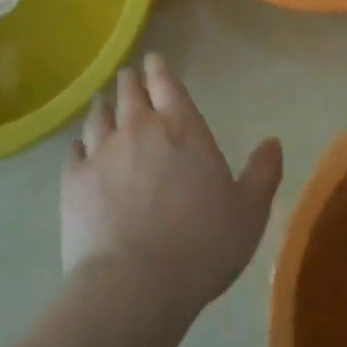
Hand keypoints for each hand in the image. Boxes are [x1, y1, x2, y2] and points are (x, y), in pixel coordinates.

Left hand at [61, 53, 282, 320]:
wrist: (134, 286)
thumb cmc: (201, 245)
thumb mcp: (248, 212)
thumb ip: (263, 173)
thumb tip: (273, 142)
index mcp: (182, 128)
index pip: (167, 83)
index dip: (160, 68)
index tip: (154, 60)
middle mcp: (139, 128)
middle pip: (130, 92)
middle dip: (131, 81)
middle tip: (130, 78)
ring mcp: (102, 153)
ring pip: (99, 116)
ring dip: (104, 106)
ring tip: (103, 103)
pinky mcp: (74, 182)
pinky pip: (74, 151)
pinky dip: (79, 143)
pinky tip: (80, 146)